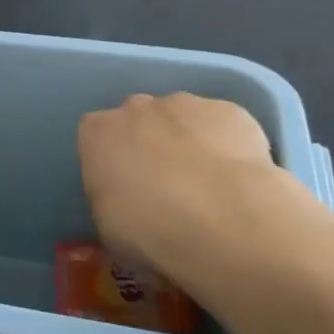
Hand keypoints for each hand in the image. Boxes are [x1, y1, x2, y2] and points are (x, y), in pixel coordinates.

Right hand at [77, 93, 323, 305]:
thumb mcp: (108, 228)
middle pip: (137, 119)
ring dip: (188, 142)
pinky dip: (226, 146)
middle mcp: (136, 108)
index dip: (111, 162)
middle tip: (166, 186)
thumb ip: (111, 200)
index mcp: (97, 133)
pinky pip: (222, 125)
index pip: (95, 138)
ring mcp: (185, 104)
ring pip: (181, 118)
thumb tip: (126, 202)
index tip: (124, 188)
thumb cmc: (150, 230)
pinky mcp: (230, 110)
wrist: (224, 220)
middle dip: (149, 144)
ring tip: (209, 186)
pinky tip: (237, 179)